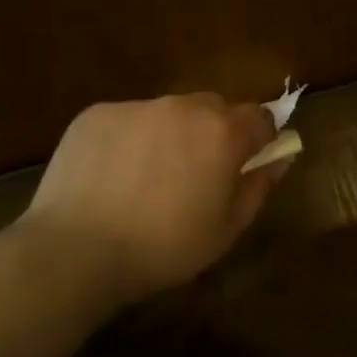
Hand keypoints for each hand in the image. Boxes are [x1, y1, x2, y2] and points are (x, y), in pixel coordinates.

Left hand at [21, 94, 289, 306]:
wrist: (76, 250)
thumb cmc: (164, 247)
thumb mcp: (226, 229)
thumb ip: (259, 186)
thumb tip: (280, 158)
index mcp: (222, 132)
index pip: (260, 117)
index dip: (260, 140)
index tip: (247, 166)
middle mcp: (182, 106)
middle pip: (214, 108)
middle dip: (215, 134)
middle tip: (197, 176)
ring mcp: (136, 106)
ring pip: (169, 113)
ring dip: (171, 135)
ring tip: (148, 179)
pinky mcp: (96, 114)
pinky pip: (128, 120)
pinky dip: (130, 140)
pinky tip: (113, 177)